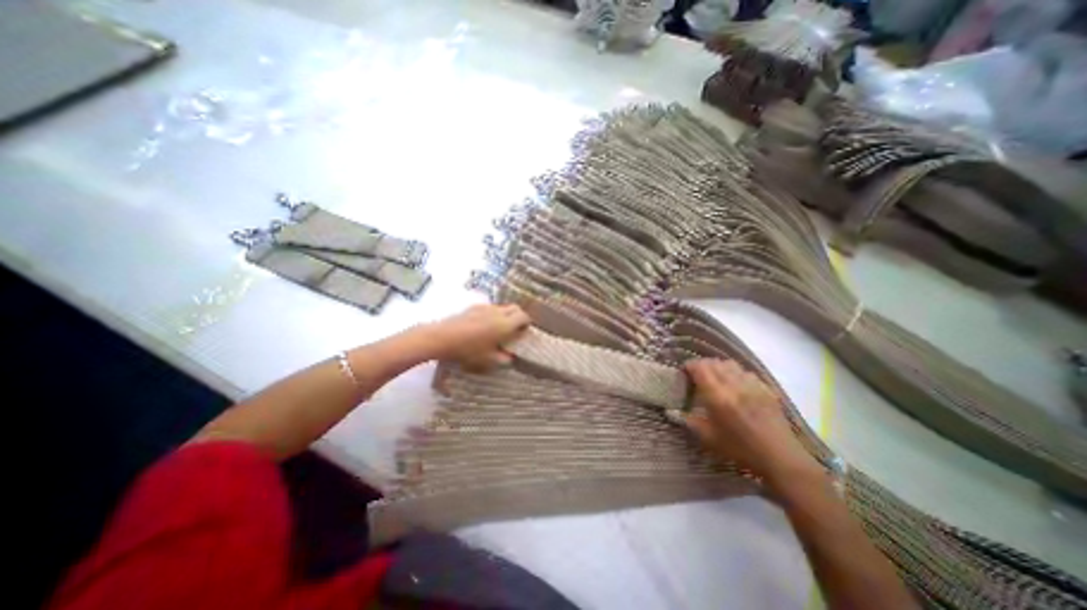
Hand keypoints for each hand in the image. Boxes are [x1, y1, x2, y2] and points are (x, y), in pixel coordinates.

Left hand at [428, 302, 530, 370]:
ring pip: (501, 307)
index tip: (525, 330)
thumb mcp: (488, 360)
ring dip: (505, 315)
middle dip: (519, 316)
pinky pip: (489, 308)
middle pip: (515, 308)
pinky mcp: (472, 307)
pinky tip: (484, 325)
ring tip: (499, 328)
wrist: (442, 338)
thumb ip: (503, 359)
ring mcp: (484, 308)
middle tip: (516, 328)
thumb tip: (510, 358)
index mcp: (505, 324)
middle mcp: (497, 312)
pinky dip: (493, 314)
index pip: (523, 316)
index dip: (527, 322)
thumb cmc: (468, 351)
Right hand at [682, 359, 818, 488]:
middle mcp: (734, 385)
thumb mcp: (708, 438)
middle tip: (697, 375)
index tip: (684, 372)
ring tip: (716, 377)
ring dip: (719, 367)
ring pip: (730, 364)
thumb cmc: (740, 449)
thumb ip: (688, 421)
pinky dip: (736, 373)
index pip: (700, 367)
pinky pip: (746, 372)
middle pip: (714, 362)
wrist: (780, 458)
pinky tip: (736, 385)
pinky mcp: (765, 388)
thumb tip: (672, 411)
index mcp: (717, 396)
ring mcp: (752, 384)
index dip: (689, 366)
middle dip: (702, 365)